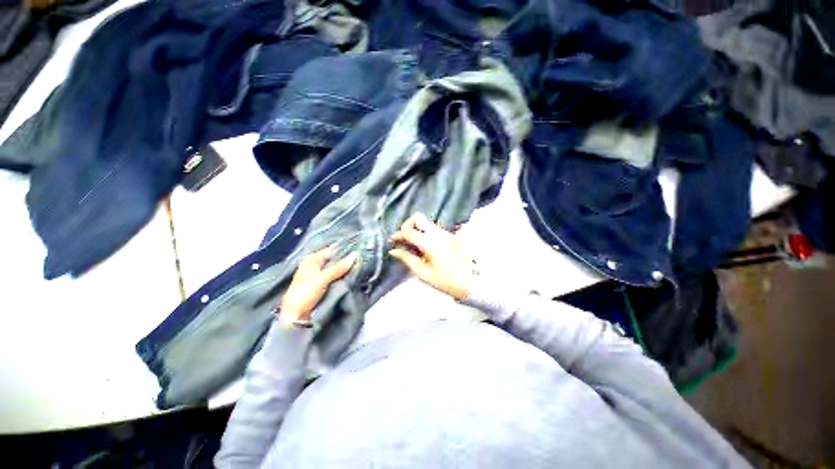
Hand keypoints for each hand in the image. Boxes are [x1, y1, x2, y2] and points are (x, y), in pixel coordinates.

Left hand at [279, 246, 356, 324]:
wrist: (296, 317)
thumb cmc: (305, 294)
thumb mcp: (322, 279)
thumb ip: (338, 267)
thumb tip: (355, 255)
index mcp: (312, 259)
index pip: (333, 250)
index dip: (345, 250)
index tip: (361, 249)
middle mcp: (317, 265)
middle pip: (336, 259)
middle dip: (348, 260)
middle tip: (363, 259)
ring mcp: (321, 275)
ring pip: (338, 269)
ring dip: (347, 269)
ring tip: (362, 266)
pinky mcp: (324, 285)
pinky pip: (337, 277)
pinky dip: (345, 277)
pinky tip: (355, 275)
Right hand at [389, 213, 475, 299]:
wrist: (471, 282)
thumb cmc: (445, 281)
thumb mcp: (423, 273)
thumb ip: (407, 259)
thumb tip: (394, 250)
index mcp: (429, 242)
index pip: (408, 231)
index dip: (397, 235)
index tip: (392, 241)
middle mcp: (437, 233)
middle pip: (418, 218)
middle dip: (407, 225)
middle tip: (404, 239)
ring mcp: (445, 232)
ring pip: (426, 223)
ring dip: (417, 229)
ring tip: (414, 245)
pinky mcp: (450, 235)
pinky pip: (434, 229)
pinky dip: (425, 233)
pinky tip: (425, 247)